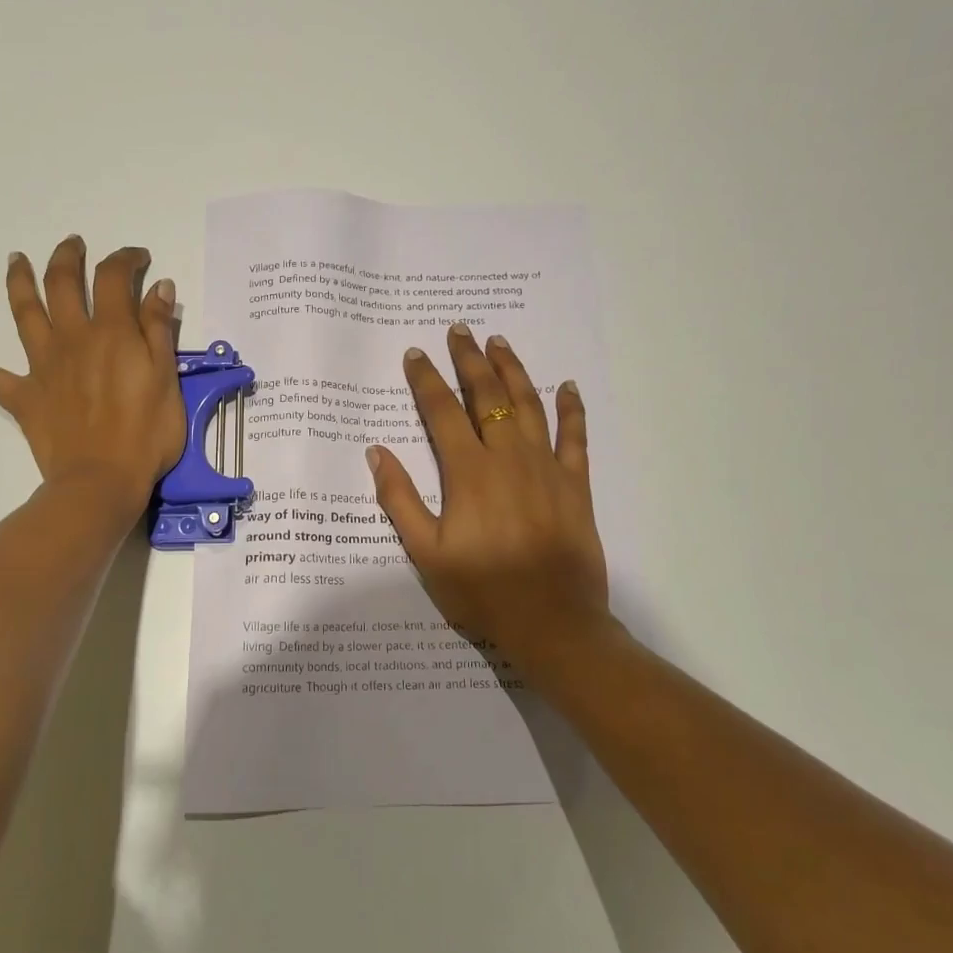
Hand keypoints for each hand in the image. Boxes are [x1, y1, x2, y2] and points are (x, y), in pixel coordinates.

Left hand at [0, 237, 185, 516]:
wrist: (101, 481)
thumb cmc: (146, 435)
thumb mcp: (167, 380)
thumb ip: (159, 330)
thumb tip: (156, 286)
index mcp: (112, 333)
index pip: (114, 278)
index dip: (125, 259)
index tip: (138, 258)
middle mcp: (72, 338)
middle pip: (63, 284)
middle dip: (67, 258)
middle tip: (72, 244)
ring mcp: (42, 366)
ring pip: (25, 313)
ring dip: (18, 281)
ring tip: (16, 260)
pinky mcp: (23, 396)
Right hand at [367, 325, 614, 692]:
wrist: (552, 623)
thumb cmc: (482, 591)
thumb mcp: (425, 552)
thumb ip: (399, 499)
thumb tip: (377, 452)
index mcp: (468, 472)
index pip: (442, 412)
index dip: (426, 380)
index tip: (415, 353)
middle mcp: (507, 457)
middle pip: (487, 395)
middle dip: (470, 360)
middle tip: (460, 330)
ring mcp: (546, 467)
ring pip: (528, 405)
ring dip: (513, 370)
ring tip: (500, 343)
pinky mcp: (575, 484)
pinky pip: (574, 436)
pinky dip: (571, 408)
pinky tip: (566, 386)